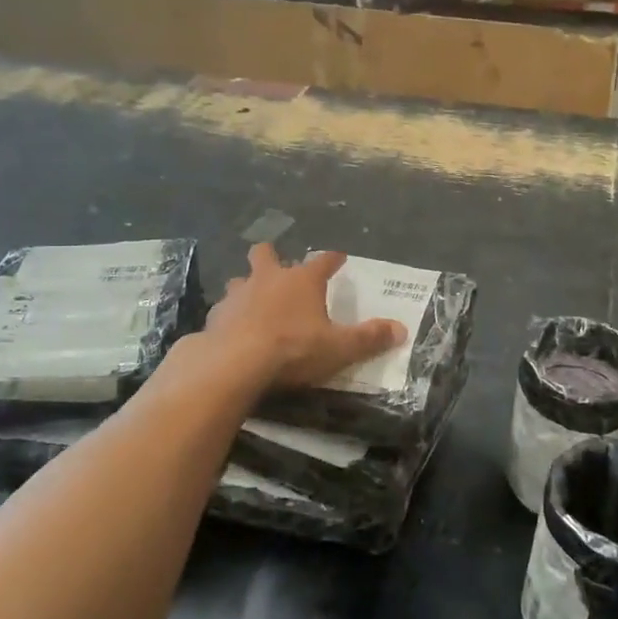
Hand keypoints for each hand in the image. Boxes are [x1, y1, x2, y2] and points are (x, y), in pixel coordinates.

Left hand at [201, 245, 405, 389]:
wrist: (235, 363)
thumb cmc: (294, 349)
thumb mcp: (339, 348)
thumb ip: (369, 338)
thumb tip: (402, 330)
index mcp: (302, 280)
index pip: (323, 261)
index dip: (332, 259)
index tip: (339, 257)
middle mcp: (268, 279)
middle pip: (265, 254)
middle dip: (270, 255)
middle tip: (276, 264)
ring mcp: (238, 295)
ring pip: (240, 280)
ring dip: (247, 287)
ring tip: (253, 301)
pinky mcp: (215, 317)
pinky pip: (224, 310)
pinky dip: (230, 316)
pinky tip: (233, 330)